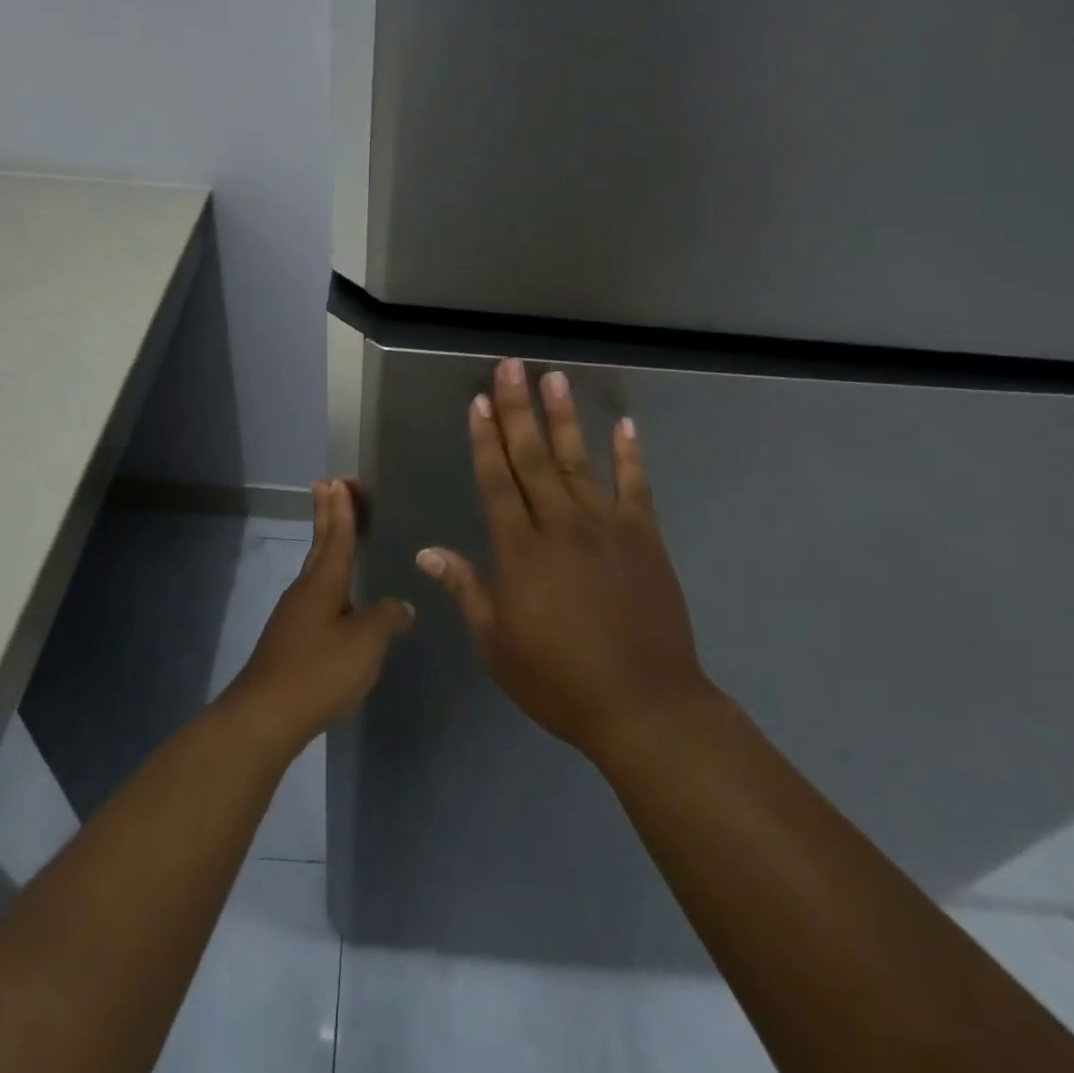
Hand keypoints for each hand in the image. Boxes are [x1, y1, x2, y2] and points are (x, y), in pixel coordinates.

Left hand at [226, 479, 414, 751]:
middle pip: (320, 544)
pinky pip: (314, 596)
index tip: (338, 480)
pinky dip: (327, 581)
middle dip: (327, 514)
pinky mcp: (289, 639)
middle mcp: (305, 590)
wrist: (266, 716)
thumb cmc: (319, 671)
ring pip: (315, 570)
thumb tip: (400, 606)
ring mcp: (293, 615)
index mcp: (324, 583)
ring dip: (326, 545)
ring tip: (338, 534)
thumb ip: (386, 619)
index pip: (337, 536)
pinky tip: (337, 599)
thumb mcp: (365, 643)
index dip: (342, 509)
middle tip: (330, 485)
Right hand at [416, 359, 710, 760]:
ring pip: (578, 461)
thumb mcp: (497, 644)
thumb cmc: (559, 681)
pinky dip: (630, 454)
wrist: (645, 705)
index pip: (496, 482)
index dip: (484, 440)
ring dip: (564, 418)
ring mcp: (606, 528)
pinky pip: (635, 486)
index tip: (479, 402)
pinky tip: (624, 424)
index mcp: (520, 551)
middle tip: (510, 367)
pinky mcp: (643, 538)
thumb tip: (428, 553)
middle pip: (532, 458)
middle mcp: (560, 526)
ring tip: (554, 378)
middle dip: (518, 409)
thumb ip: (466, 590)